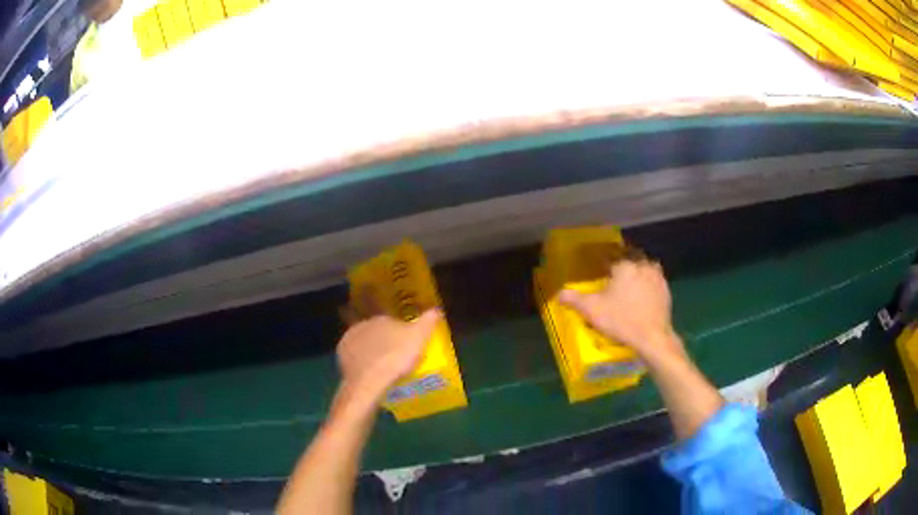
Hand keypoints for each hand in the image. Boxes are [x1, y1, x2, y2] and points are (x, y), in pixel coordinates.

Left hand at [336, 310, 441, 400]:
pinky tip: (370, 372)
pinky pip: (355, 356)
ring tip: (383, 367)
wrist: (369, 381)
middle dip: (385, 341)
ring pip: (365, 343)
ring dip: (372, 351)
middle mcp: (363, 324)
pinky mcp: (341, 355)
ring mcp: (349, 339)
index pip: (394, 322)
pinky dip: (361, 361)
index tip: (408, 347)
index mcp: (382, 318)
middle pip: (378, 331)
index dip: (402, 334)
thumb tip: (436, 308)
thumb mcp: (419, 338)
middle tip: (396, 357)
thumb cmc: (396, 358)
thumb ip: (428, 320)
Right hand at [558, 258, 683, 361]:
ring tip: (629, 287)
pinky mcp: (666, 291)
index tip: (599, 272)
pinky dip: (647, 287)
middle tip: (613, 280)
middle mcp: (642, 265)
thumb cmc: (621, 320)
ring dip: (637, 274)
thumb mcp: (591, 310)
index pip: (611, 257)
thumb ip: (573, 299)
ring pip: (644, 269)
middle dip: (622, 267)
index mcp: (624, 265)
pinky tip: (642, 298)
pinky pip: (654, 282)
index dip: (603, 264)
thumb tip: (559, 293)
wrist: (652, 337)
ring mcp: (657, 277)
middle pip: (629, 261)